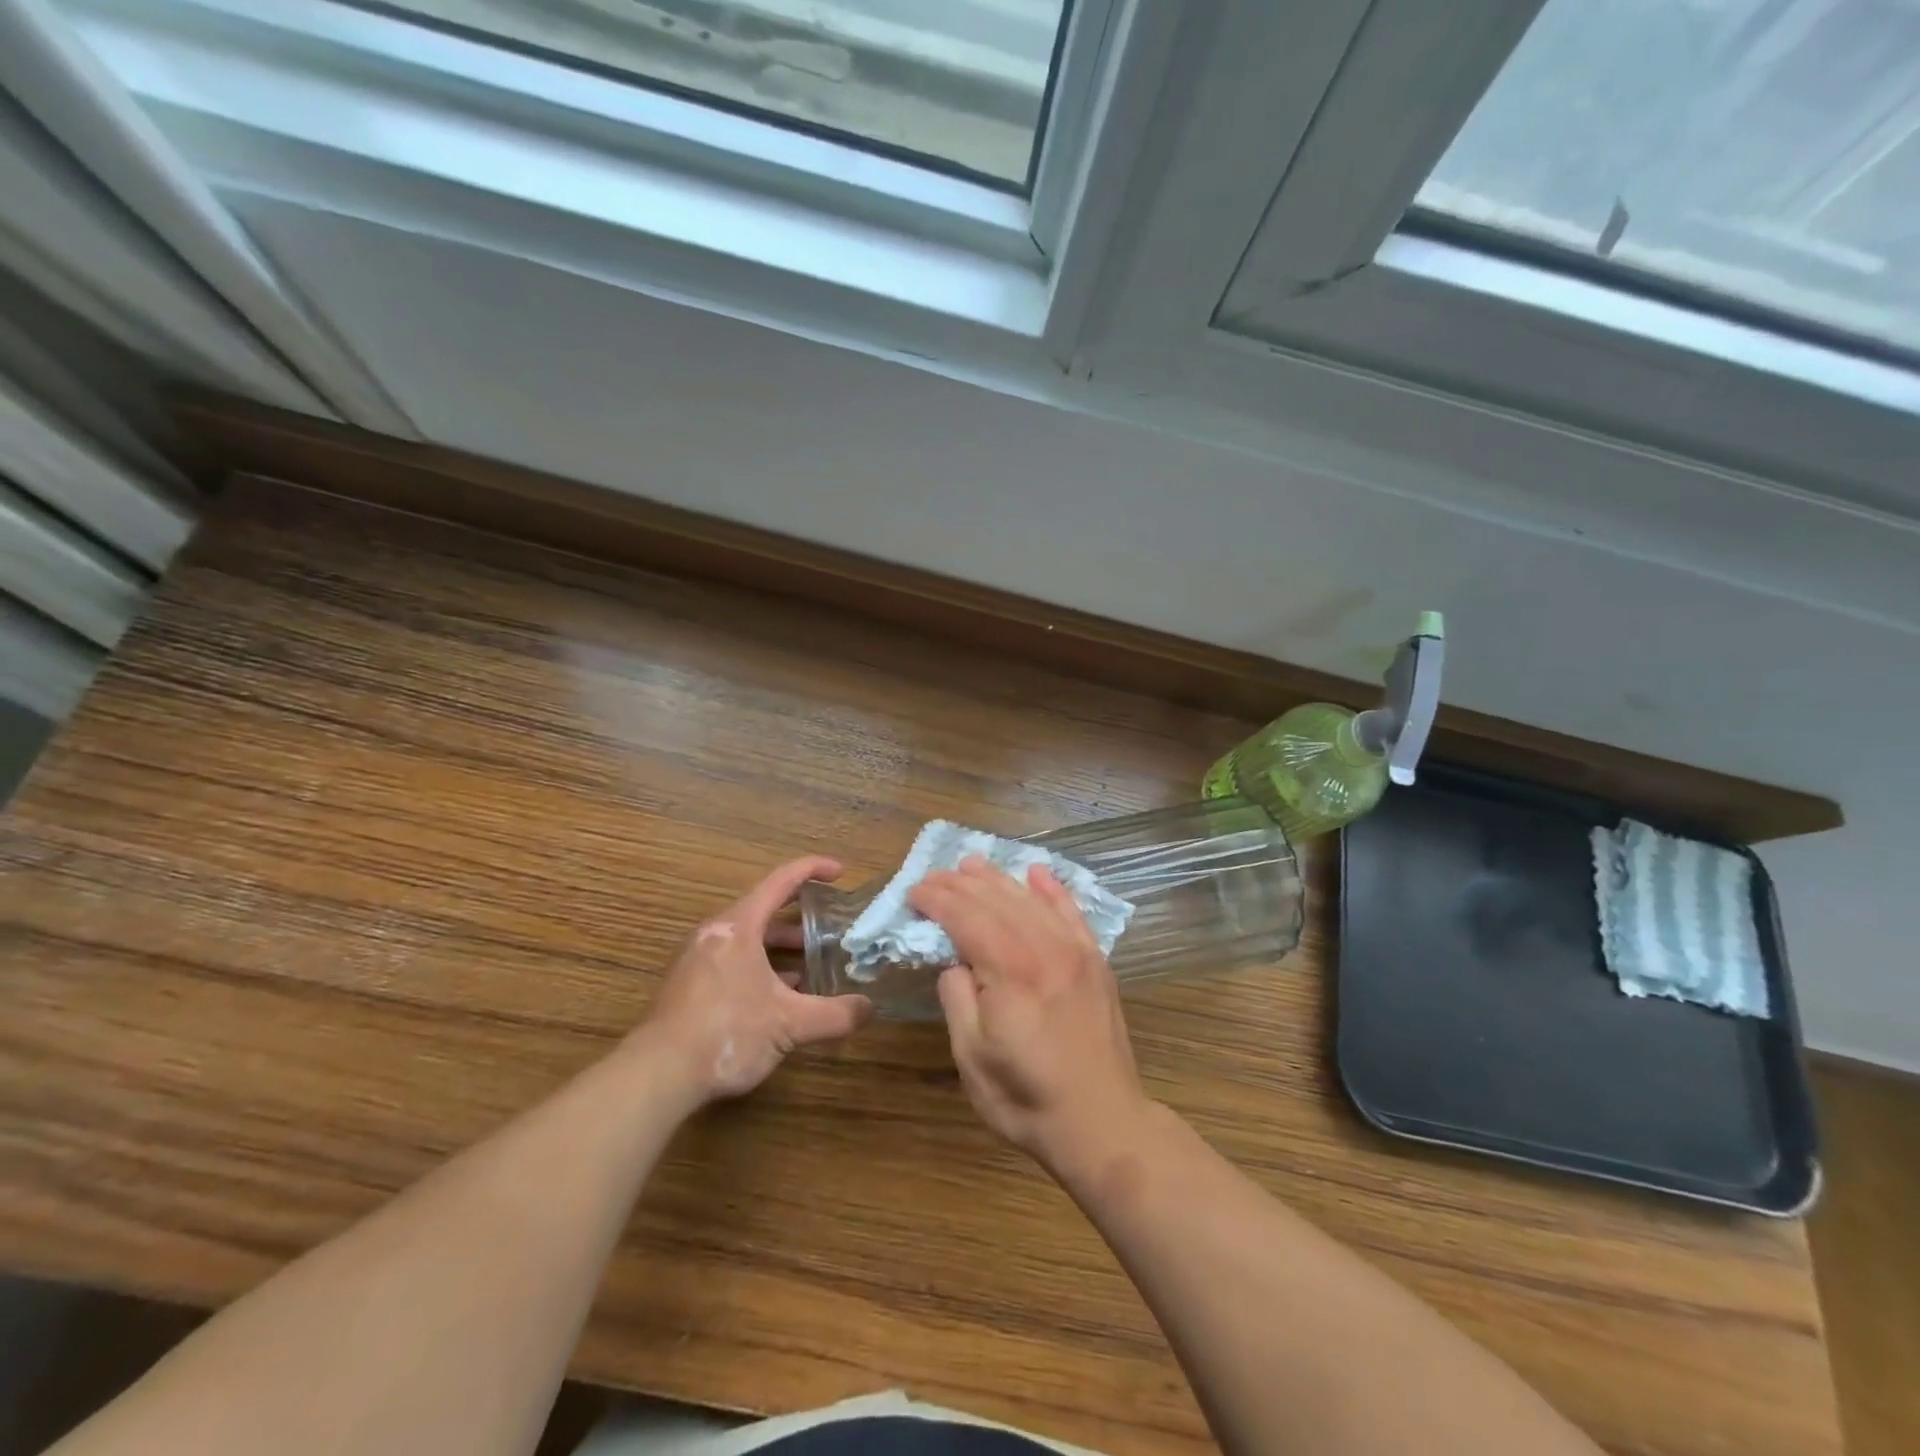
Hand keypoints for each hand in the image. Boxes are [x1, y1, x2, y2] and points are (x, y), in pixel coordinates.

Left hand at [639, 855, 872, 1104]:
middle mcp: (715, 933)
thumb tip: (870, 1009)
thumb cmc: (727, 1032)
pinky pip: (732, 960)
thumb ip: (834, 1014)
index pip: (781, 881)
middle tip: (831, 924)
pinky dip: (760, 966)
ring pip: (748, 938)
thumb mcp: (790, 1023)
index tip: (840, 872)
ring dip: (780, 946)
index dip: (812, 870)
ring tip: (812, 963)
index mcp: (739, 926)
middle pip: (764, 909)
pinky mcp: (688, 985)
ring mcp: (697, 959)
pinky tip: (779, 994)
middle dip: (801, 916)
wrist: (658, 1075)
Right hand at [909, 857, 1149, 1171]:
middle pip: (996, 901)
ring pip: (1030, 899)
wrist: (1101, 1122)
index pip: (966, 917)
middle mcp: (1044, 948)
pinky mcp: (1095, 961)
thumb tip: (955, 962)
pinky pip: (1072, 913)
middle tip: (932, 876)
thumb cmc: (1026, 1097)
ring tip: (971, 864)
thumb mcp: (972, 1056)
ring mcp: (1075, 951)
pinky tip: (1037, 873)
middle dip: (960, 884)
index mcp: (1009, 971)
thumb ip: (957, 998)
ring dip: (998, 879)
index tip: (913, 892)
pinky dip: (1052, 890)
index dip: (937, 900)